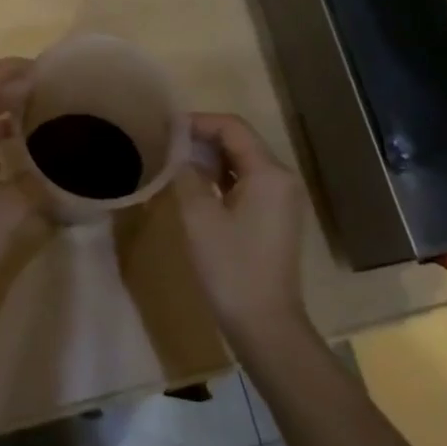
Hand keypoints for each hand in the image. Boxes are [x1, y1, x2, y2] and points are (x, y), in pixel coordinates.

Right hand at [173, 113, 310, 346]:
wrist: (265, 324)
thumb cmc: (231, 268)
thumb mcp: (199, 217)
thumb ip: (187, 175)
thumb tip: (178, 150)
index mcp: (269, 172)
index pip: (232, 127)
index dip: (198, 122)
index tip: (164, 127)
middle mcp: (281, 178)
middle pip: (240, 141)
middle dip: (202, 138)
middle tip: (165, 143)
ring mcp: (282, 199)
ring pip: (243, 162)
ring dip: (210, 158)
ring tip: (174, 161)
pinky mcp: (275, 217)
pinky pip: (247, 183)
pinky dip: (222, 178)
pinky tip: (196, 186)